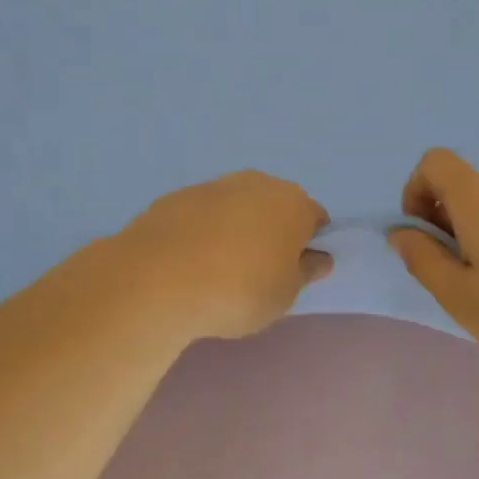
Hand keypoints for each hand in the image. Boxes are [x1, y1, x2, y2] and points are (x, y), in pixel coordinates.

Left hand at [115, 171, 331, 341]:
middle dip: (271, 231)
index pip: (314, 219)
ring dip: (235, 229)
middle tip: (257, 272)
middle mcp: (257, 184)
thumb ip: (305, 272)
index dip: (307, 245)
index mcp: (293, 204)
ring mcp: (214, 186)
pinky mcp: (177, 196)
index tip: (292, 272)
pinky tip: (188, 262)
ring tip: (218, 270)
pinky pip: (202, 214)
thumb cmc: (239, 290)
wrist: (160, 279)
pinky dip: (202, 231)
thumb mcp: (284, 295)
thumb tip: (318, 257)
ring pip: (236, 206)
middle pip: (274, 206)